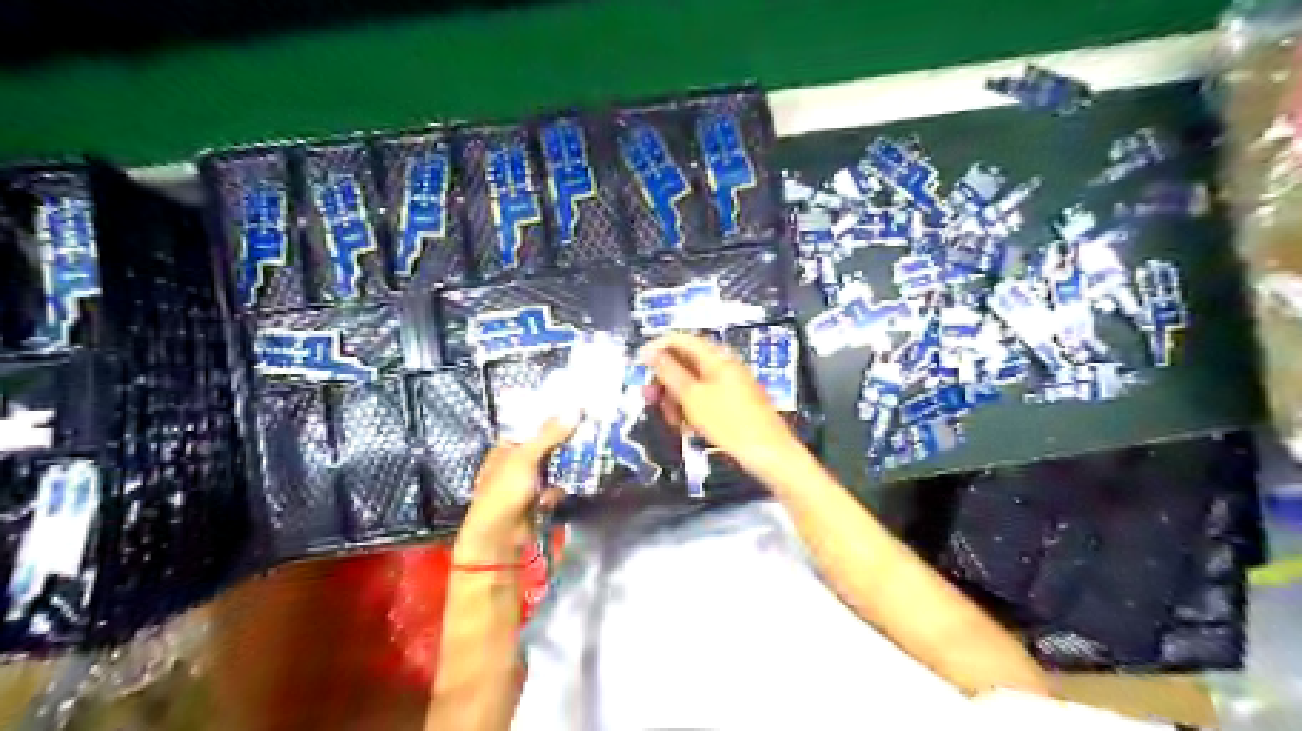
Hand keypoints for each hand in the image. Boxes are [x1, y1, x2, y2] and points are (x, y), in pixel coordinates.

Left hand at [458, 414, 577, 562]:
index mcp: (507, 446)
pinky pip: (555, 487)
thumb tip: (575, 410)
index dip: (552, 416)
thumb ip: (550, 434)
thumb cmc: (504, 491)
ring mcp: (528, 481)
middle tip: (589, 429)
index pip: (532, 424)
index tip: (577, 408)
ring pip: (554, 466)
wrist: (499, 537)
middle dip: (565, 441)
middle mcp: (517, 461)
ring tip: (584, 458)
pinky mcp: (538, 499)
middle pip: (546, 444)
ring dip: (564, 467)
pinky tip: (553, 498)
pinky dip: (557, 491)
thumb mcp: (526, 458)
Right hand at [641, 333, 798, 477]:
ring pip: (692, 383)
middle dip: (664, 380)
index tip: (637, 365)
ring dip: (676, 399)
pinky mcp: (733, 403)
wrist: (768, 453)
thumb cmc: (729, 422)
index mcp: (715, 357)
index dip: (657, 348)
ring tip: (672, 421)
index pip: (680, 339)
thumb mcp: (692, 397)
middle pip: (685, 362)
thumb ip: (669, 372)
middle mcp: (723, 365)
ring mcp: (730, 384)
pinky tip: (687, 427)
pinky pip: (704, 398)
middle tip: (649, 400)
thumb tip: (649, 351)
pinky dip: (691, 409)